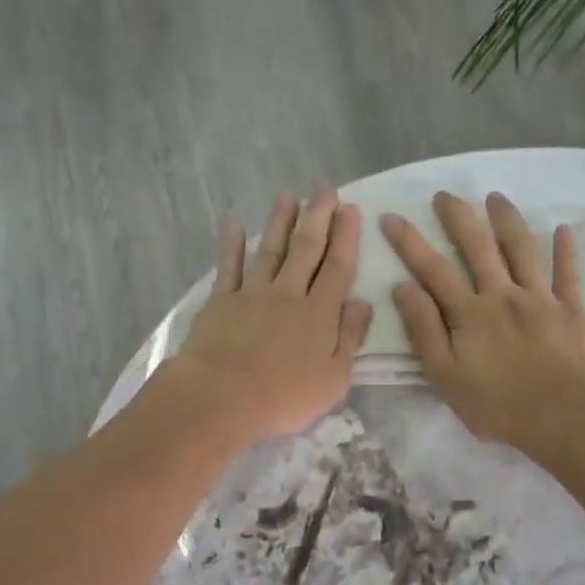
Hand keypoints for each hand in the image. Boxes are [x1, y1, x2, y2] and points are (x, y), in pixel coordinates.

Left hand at [173, 189, 371, 442]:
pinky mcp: (221, 302)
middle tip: (325, 188)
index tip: (351, 209)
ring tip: (288, 196)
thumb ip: (350, 338)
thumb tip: (363, 303)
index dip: (346, 237)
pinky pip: (229, 267)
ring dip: (280, 221)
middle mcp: (289, 294)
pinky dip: (232, 244)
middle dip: (318, 216)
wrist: (223, 396)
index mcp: (320, 314)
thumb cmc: (285, 397)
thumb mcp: (334, 378)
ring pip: (271, 250)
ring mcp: (253, 294)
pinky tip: (234, 223)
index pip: (338, 268)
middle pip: (307, 249)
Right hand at [382, 191, 584, 457]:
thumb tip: (403, 288)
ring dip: (507, 220)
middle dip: (458, 218)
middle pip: (478, 247)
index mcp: (469, 313)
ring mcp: (540, 298)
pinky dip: (565, 250)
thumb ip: (424, 330)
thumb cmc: (496, 404)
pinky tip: (563, 229)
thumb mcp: (444, 375)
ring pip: (522, 249)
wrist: (561, 417)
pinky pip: (568, 273)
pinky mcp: (570, 310)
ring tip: (496, 197)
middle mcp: (503, 295)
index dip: (410, 242)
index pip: (433, 270)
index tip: (391, 216)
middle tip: (445, 194)